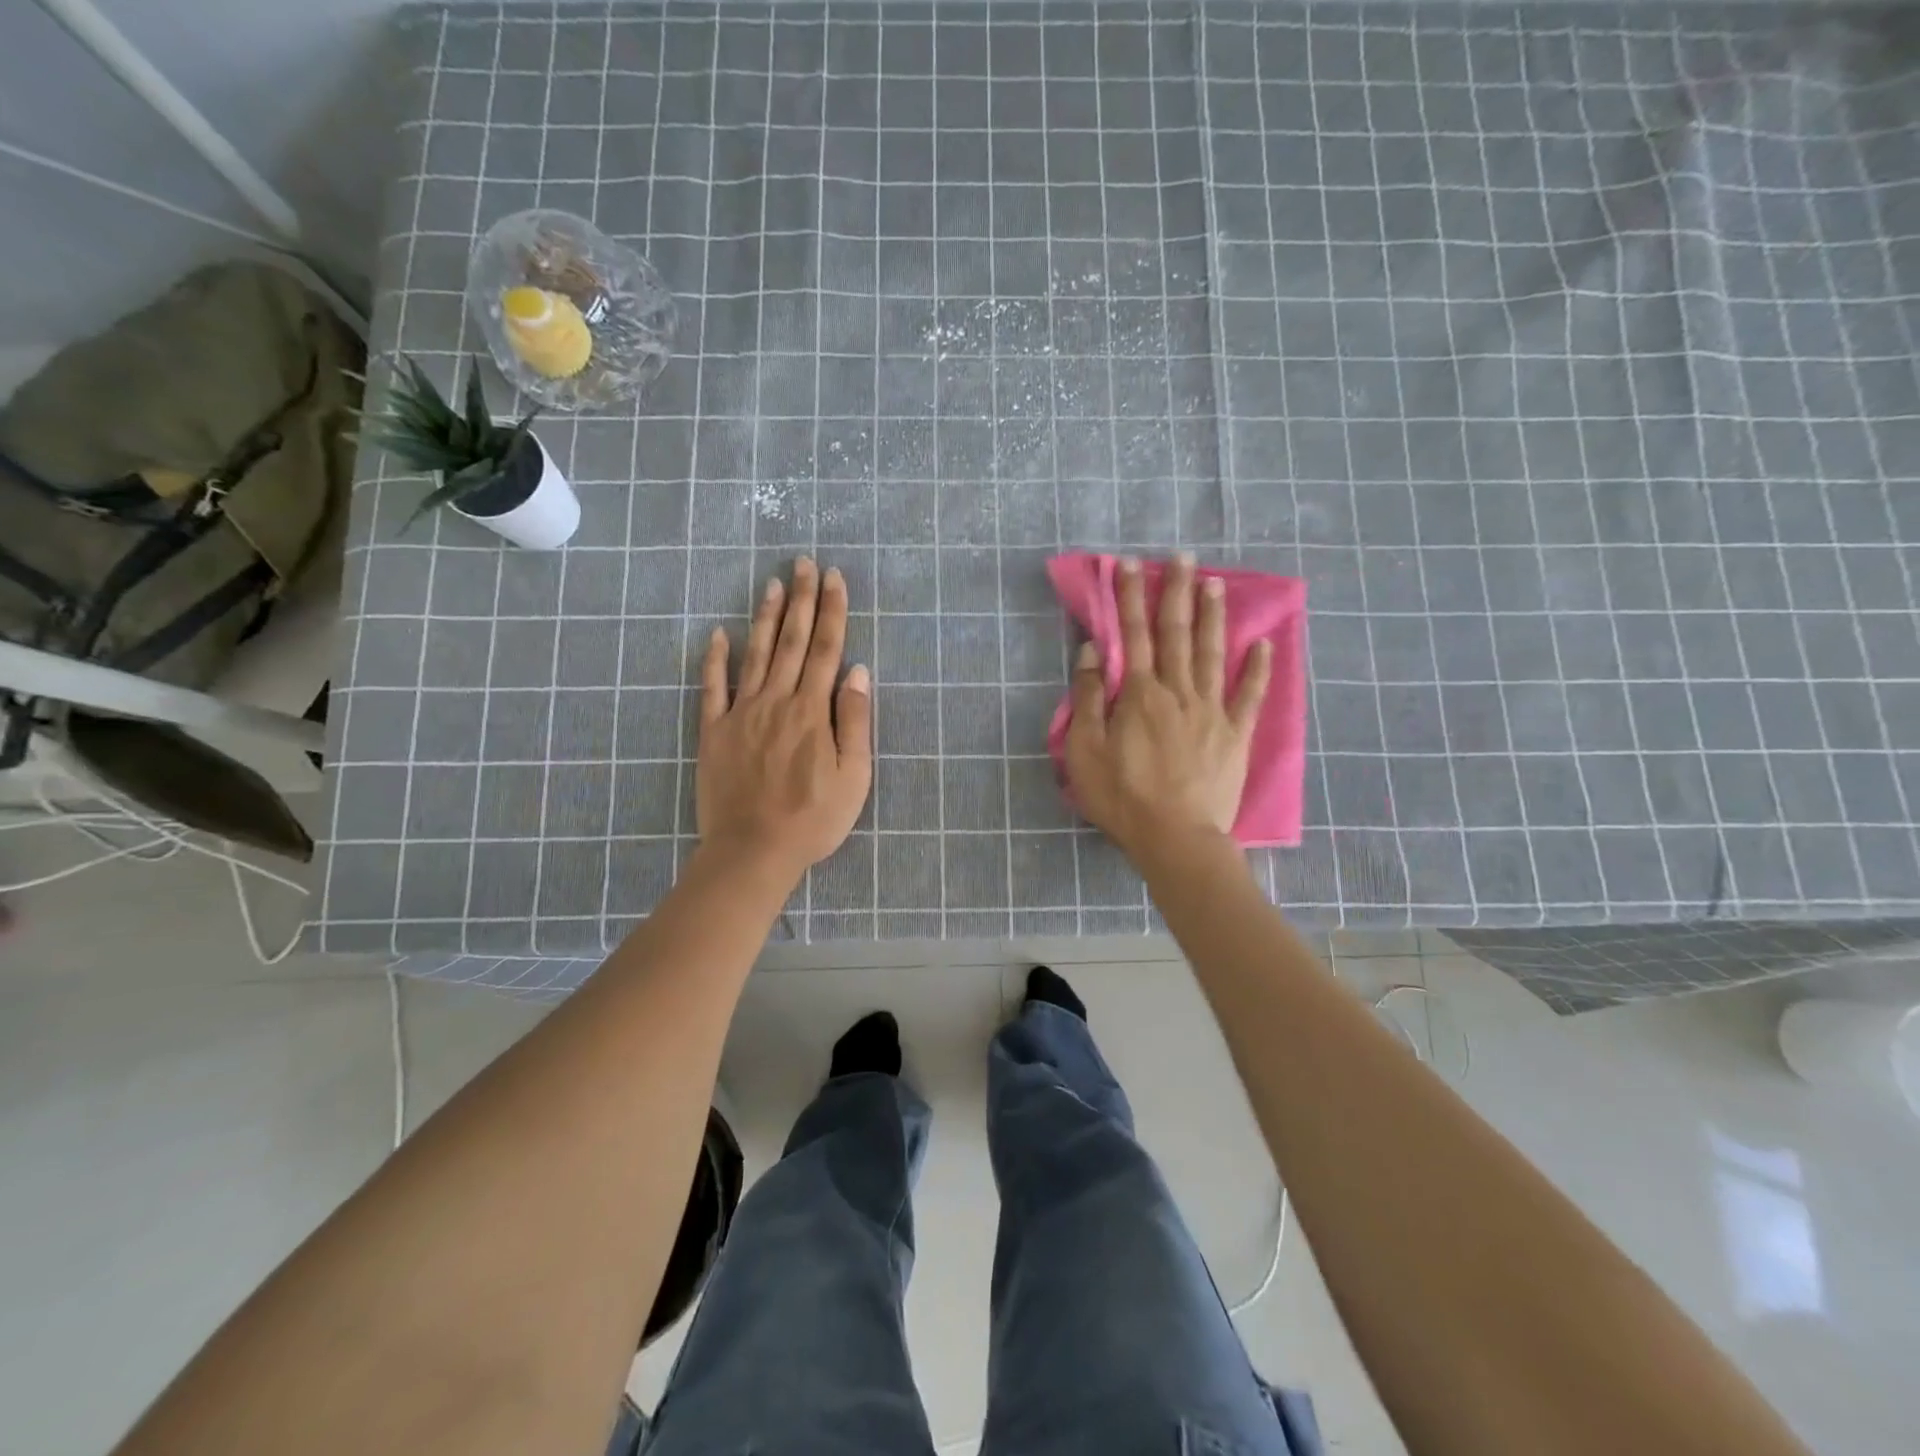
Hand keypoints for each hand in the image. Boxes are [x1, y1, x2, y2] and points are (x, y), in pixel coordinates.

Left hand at [696, 558, 872, 883]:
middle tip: (804, 563)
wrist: (753, 851)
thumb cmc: (813, 819)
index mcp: (812, 711)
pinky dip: (715, 659)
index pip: (827, 649)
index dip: (832, 611)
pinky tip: (718, 633)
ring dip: (766, 618)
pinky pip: (712, 687)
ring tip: (772, 584)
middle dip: (802, 600)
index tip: (834, 577)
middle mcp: (776, 701)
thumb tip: (858, 671)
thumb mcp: (853, 777)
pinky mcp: (714, 732)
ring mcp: (741, 714)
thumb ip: (854, 721)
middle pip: (793, 642)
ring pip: (755, 654)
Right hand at [1064, 553, 1270, 859]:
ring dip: (1212, 616)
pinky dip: (1258, 669)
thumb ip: (1088, 697)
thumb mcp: (1085, 750)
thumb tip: (1093, 651)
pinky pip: (1249, 695)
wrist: (1176, 837)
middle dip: (1175, 592)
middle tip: (1181, 556)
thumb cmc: (1122, 796)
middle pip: (1176, 633)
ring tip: (1214, 582)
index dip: (1130, 597)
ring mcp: (1212, 711)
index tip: (1129, 564)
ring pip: (1212, 653)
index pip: (1133, 634)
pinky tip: (1263, 644)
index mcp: (1140, 694)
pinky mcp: (1235, 734)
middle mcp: (1178, 691)